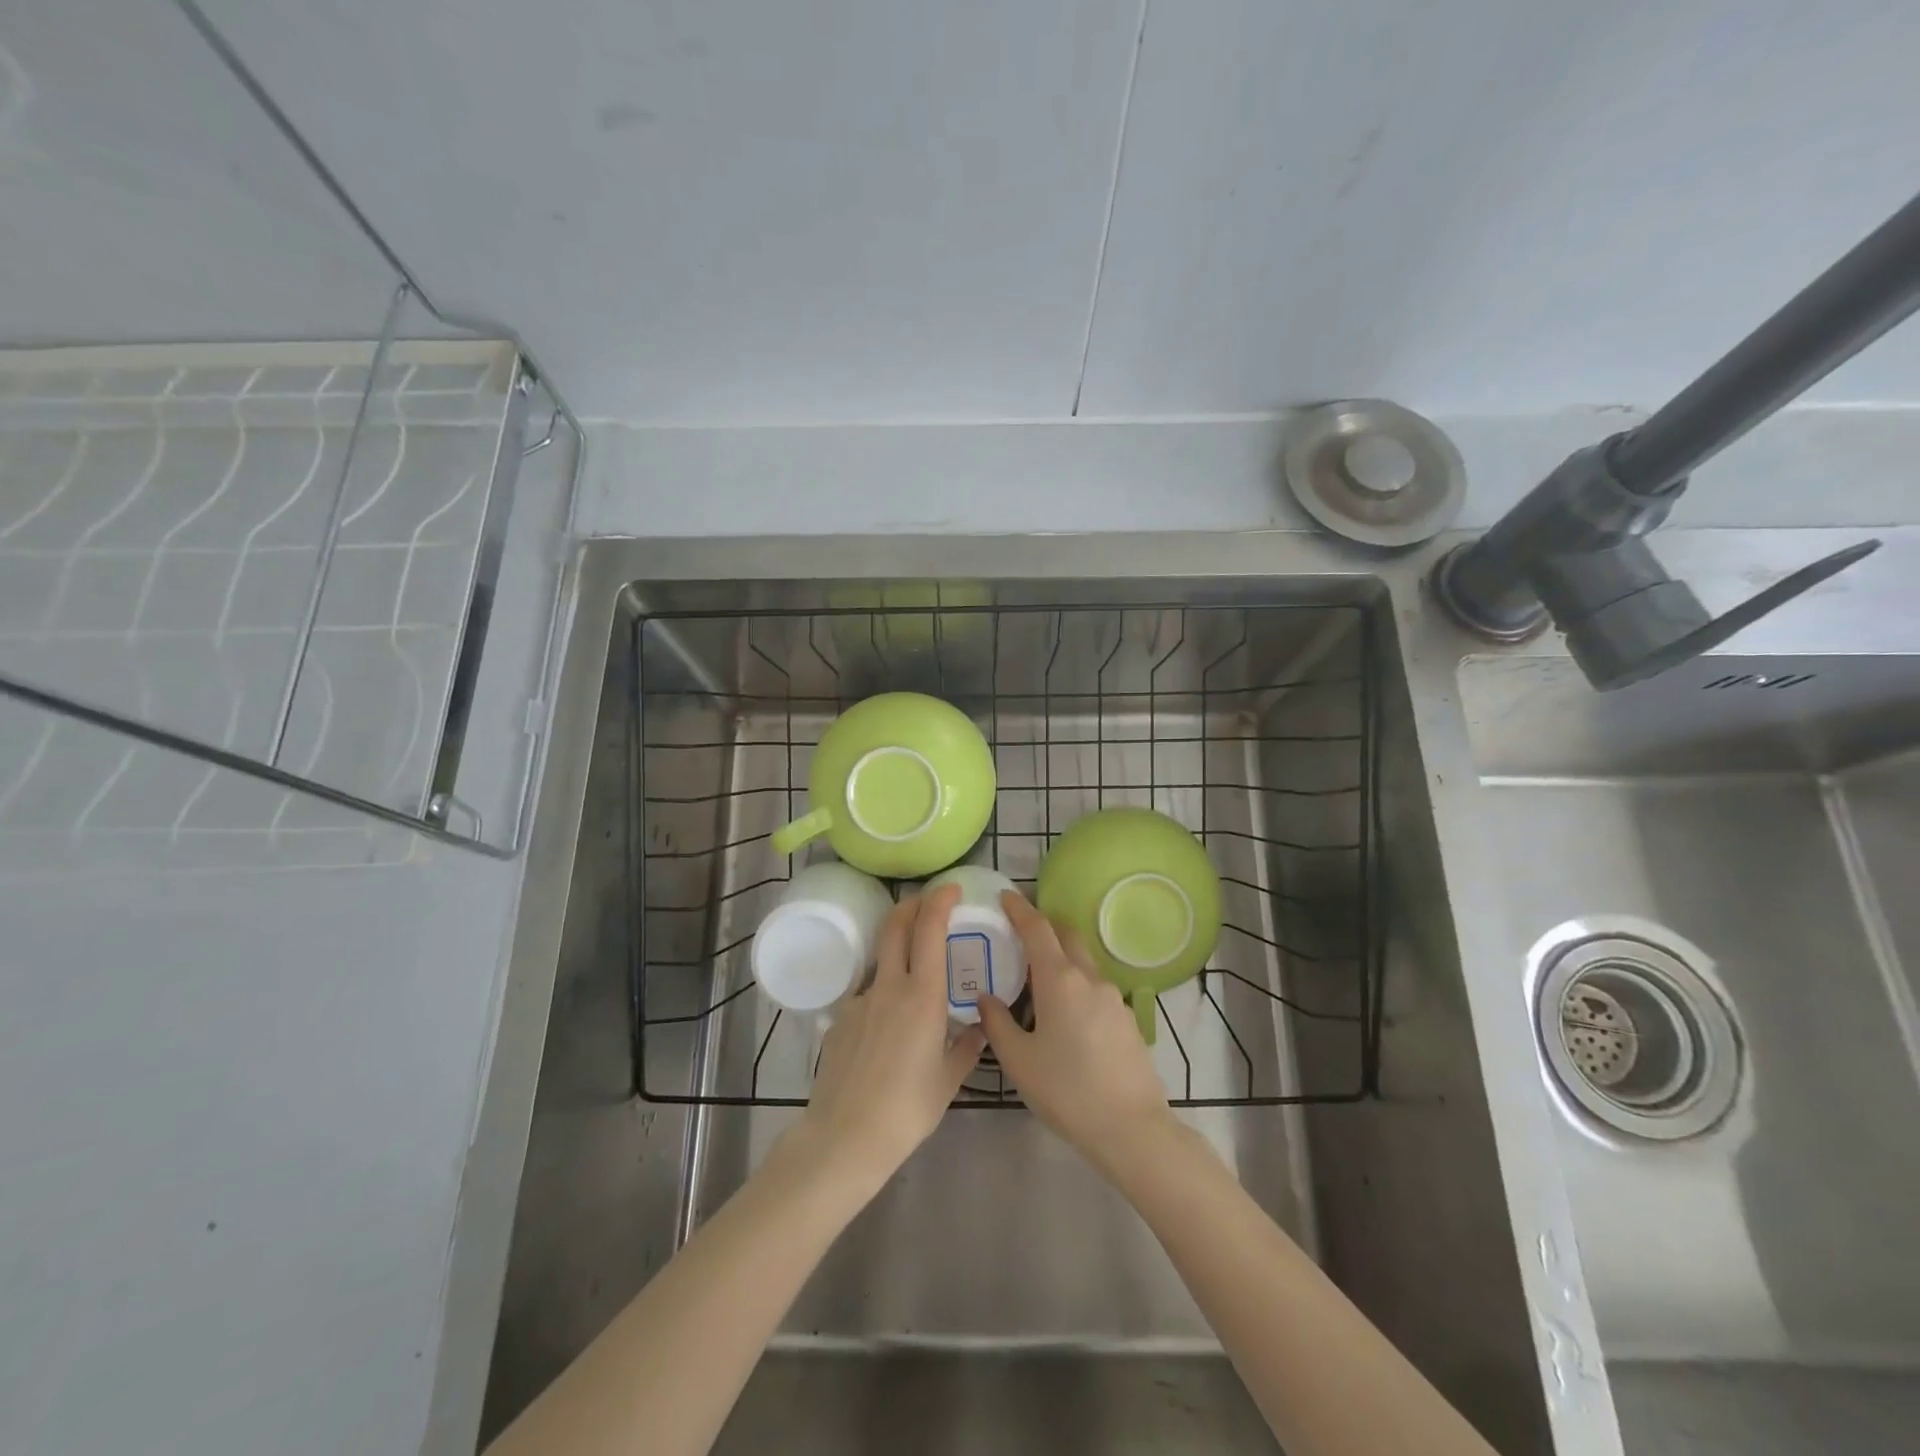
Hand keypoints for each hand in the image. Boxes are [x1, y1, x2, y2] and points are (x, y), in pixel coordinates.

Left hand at [792, 885, 984, 1191]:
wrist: (845, 1136)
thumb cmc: (907, 1109)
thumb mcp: (948, 1080)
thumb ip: (966, 1048)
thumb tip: (979, 1028)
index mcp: (923, 996)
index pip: (929, 930)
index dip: (939, 900)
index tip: (951, 888)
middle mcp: (889, 987)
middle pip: (895, 926)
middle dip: (912, 904)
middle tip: (928, 901)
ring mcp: (860, 1000)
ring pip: (880, 958)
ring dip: (897, 947)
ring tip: (914, 967)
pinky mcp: (840, 1018)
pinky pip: (866, 993)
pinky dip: (882, 991)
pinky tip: (888, 1025)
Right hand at [978, 889, 1173, 1169]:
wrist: (1132, 1128)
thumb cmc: (1066, 1091)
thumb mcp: (1018, 1060)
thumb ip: (997, 1023)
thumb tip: (986, 998)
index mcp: (1059, 979)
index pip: (1037, 928)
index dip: (1019, 908)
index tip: (1005, 896)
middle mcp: (1089, 977)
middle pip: (1066, 935)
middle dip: (1044, 926)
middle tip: (1019, 933)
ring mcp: (1113, 996)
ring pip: (1083, 961)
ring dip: (1061, 956)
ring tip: (1037, 979)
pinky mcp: (1127, 1017)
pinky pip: (1095, 986)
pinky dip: (1076, 982)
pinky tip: (1065, 1013)